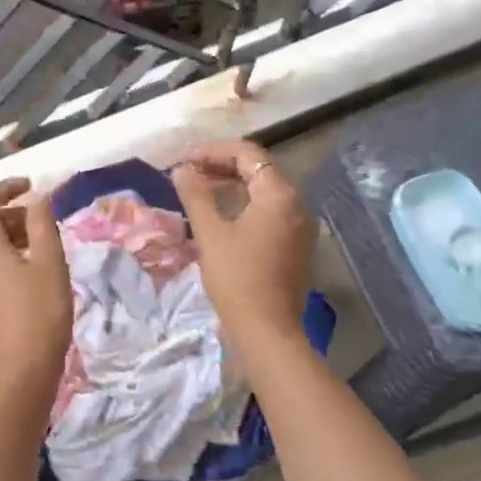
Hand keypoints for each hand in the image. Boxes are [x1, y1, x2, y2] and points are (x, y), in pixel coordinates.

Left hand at [0, 179, 72, 397]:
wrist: (14, 382)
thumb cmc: (38, 316)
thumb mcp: (50, 264)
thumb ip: (42, 224)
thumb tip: (36, 199)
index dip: (6, 189)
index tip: (32, 188)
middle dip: (9, 216)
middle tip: (41, 224)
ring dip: (4, 240)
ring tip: (38, 251)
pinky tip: (22, 281)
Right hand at [171, 141, 315, 354]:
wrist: (267, 330)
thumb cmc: (237, 277)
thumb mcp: (210, 233)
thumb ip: (196, 195)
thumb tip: (182, 169)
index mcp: (279, 195)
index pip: (247, 154)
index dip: (213, 151)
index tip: (183, 160)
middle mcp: (296, 204)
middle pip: (258, 169)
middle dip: (221, 165)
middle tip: (187, 172)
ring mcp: (298, 226)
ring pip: (263, 191)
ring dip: (231, 184)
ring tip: (198, 188)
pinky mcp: (294, 245)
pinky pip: (268, 211)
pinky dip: (243, 204)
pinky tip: (220, 214)